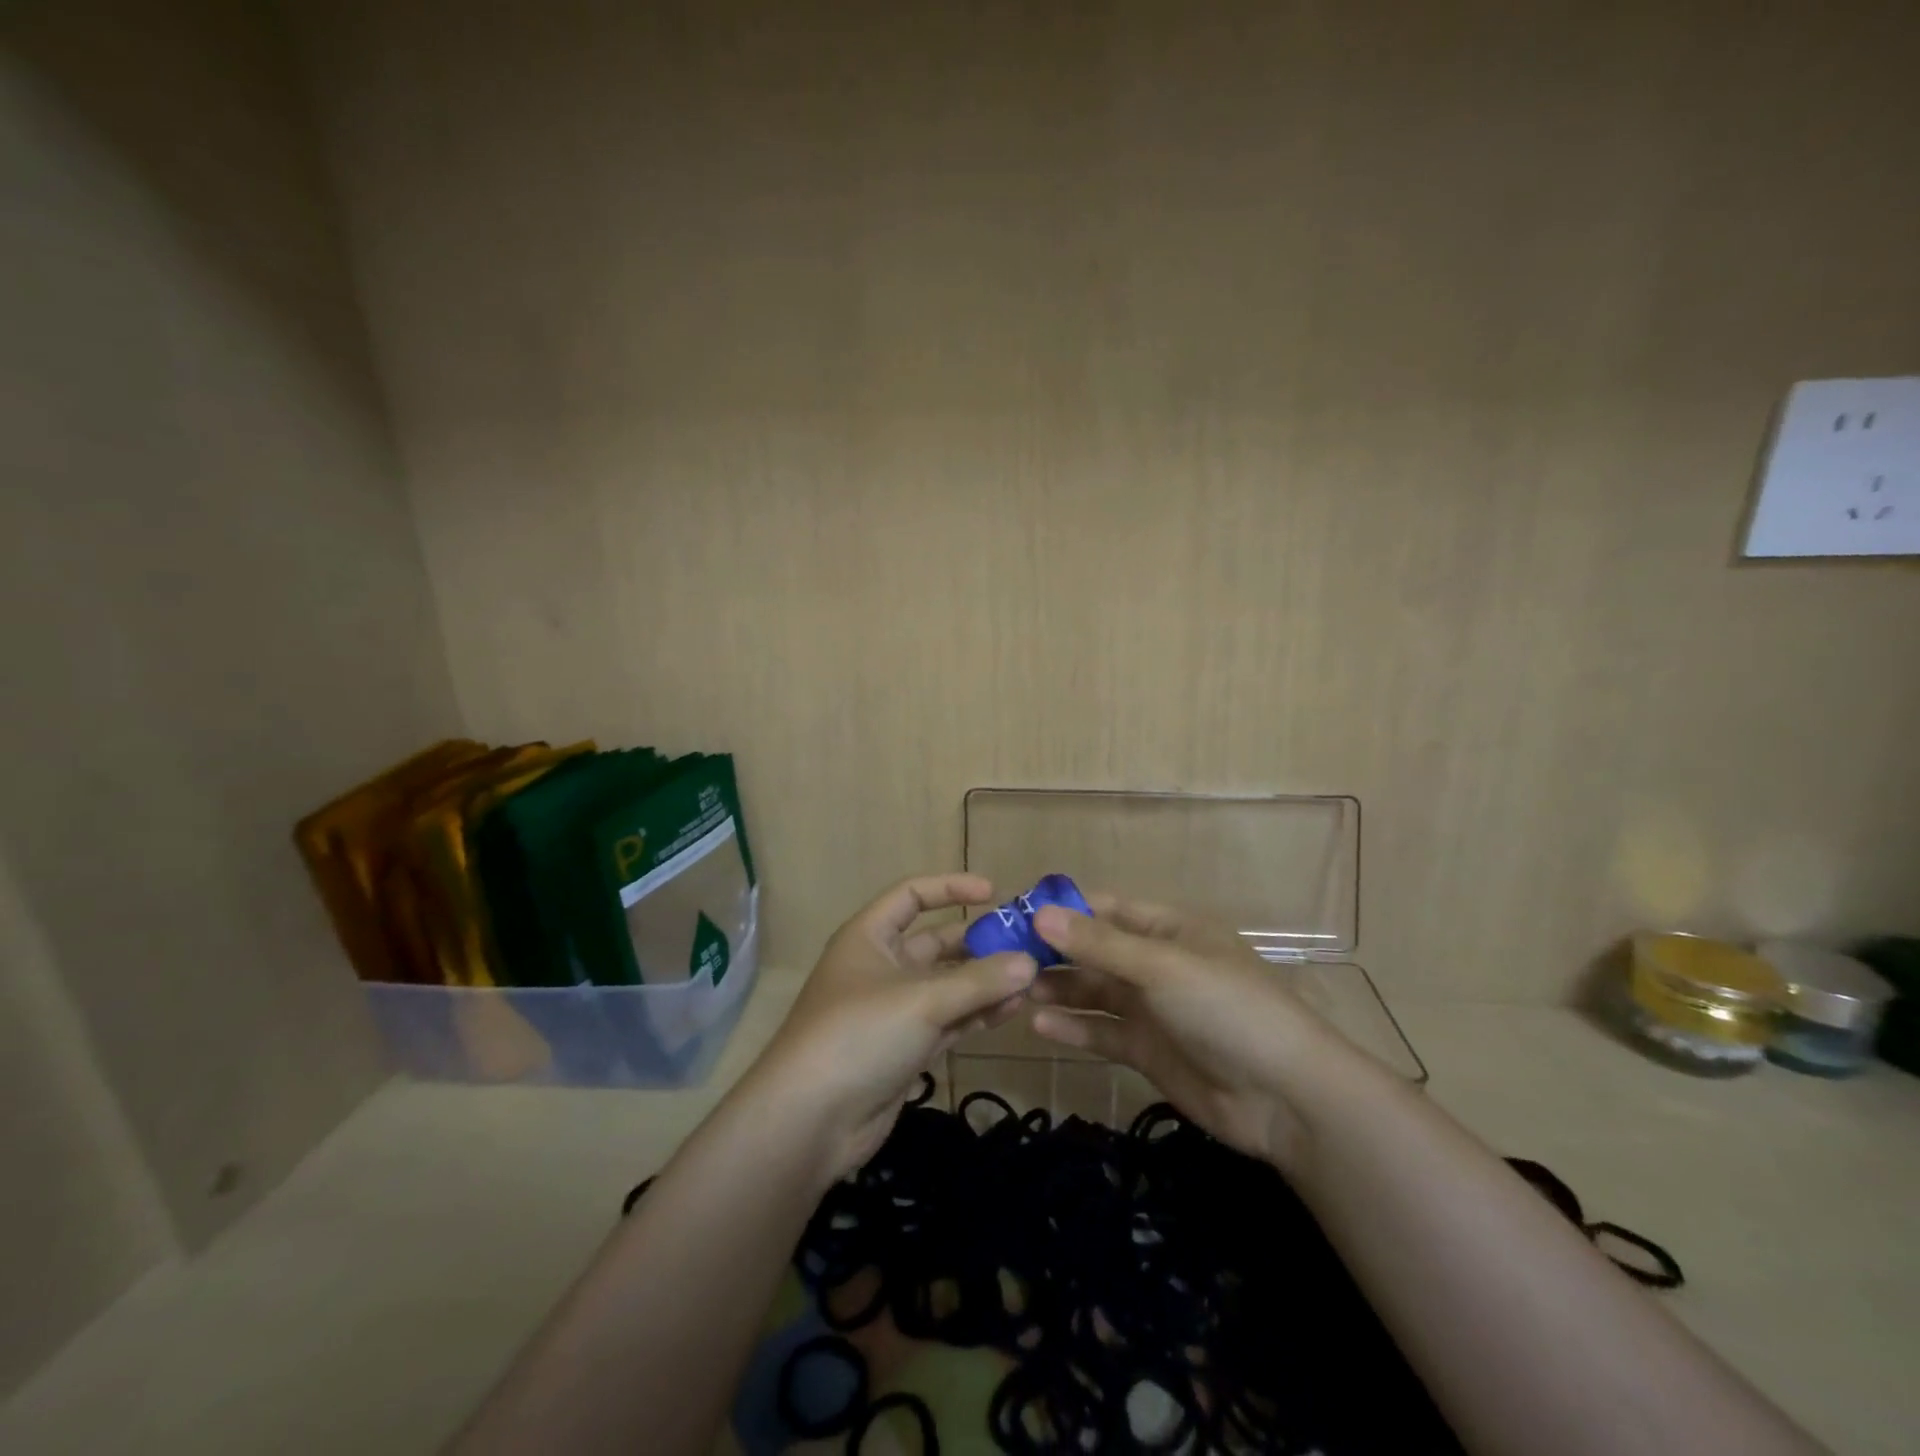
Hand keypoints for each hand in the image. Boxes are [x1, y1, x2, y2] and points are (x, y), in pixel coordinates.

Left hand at [749, 874, 1037, 1178]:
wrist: (809, 1121)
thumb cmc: (860, 1035)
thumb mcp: (922, 1000)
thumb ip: (979, 981)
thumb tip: (1029, 962)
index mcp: (869, 936)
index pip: (911, 895)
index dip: (950, 888)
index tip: (994, 893)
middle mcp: (881, 966)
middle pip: (935, 943)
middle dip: (978, 943)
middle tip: (1026, 945)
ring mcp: (893, 1010)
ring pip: (946, 985)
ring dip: (984, 982)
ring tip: (1030, 981)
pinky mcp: (904, 1048)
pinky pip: (947, 1020)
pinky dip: (975, 1014)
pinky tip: (1010, 1011)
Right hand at [1027, 894, 1357, 1171]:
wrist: (1285, 1097)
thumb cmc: (1227, 1009)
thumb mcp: (1161, 967)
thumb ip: (1099, 944)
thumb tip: (1039, 913)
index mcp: (1169, 929)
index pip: (1107, 909)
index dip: (1064, 909)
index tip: (1016, 914)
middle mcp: (1157, 964)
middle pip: (1095, 950)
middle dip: (1054, 953)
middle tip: (1003, 958)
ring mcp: (1153, 1009)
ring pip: (1095, 991)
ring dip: (1059, 989)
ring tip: (1015, 991)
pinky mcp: (1148, 1051)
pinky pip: (1103, 1032)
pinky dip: (1074, 1027)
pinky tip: (1040, 1026)